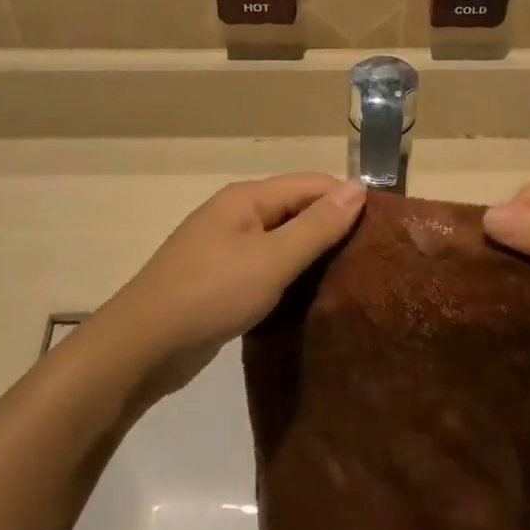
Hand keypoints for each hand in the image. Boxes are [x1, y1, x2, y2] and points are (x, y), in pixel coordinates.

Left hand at [89, 174, 366, 399]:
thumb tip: (358, 188)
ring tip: (352, 277)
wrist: (144, 345)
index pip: (312, 184)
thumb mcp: (273, 259)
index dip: (348, 201)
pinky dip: (290, 276)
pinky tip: (312, 296)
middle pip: (297, 209)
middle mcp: (237, 215)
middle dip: (333, 228)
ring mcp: (226, 248)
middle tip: (374, 258)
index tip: (385, 230)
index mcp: (247, 199)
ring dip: (313, 254)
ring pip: (282, 241)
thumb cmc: (212, 293)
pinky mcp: (221, 280)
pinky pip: (267, 267)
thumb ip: (317, 226)